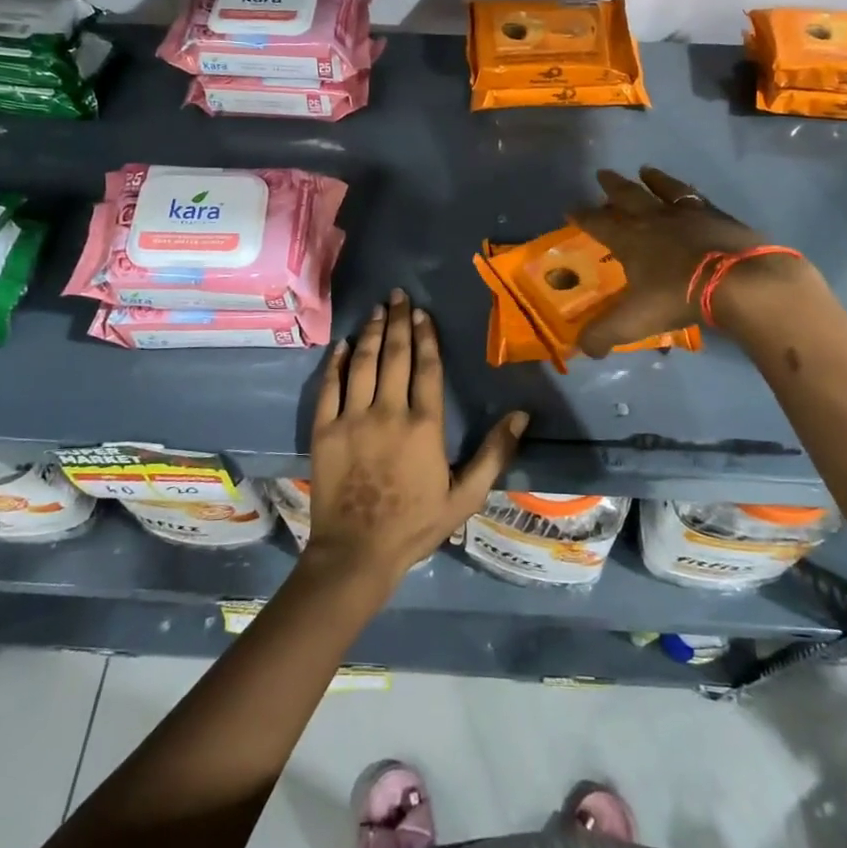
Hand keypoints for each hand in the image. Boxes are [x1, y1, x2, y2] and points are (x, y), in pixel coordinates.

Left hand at [309, 289, 527, 585]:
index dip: (425, 336)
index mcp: (424, 425)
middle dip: (396, 322)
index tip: (421, 313)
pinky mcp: (324, 429)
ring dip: (369, 333)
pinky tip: (341, 345)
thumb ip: (495, 453)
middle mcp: (388, 411)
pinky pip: (329, 387)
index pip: (427, 368)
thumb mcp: (465, 496)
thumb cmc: (415, 524)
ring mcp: (352, 418)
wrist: (356, 552)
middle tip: (397, 295)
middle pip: (393, 356)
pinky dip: (336, 363)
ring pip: (362, 363)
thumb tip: (522, 415)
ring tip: (375, 309)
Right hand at [570, 166, 791, 356]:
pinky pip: (697, 198)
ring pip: (665, 189)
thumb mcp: (634, 322)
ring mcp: (690, 214)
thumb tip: (584, 349)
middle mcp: (656, 219)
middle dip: (613, 186)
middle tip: (603, 173)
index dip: (583, 216)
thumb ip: (604, 335)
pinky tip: (690, 192)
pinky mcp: (719, 217)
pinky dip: (688, 192)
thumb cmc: (679, 297)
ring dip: (653, 180)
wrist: (740, 282)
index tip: (570, 208)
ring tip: (645, 170)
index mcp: (631, 240)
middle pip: (629, 196)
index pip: (599, 224)